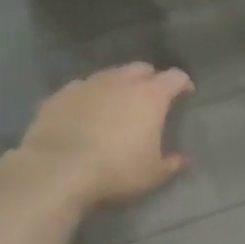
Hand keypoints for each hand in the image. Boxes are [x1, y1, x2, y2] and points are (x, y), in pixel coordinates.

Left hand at [18, 63, 194, 208]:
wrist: (58, 170)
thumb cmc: (116, 170)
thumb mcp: (152, 175)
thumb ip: (171, 164)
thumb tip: (183, 159)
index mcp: (150, 96)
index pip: (175, 77)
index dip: (183, 83)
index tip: (186, 92)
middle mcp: (121, 81)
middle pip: (141, 68)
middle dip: (150, 78)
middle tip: (151, 96)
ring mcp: (88, 84)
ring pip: (110, 75)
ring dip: (118, 85)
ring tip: (116, 104)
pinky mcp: (61, 94)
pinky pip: (81, 88)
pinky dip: (89, 96)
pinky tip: (84, 112)